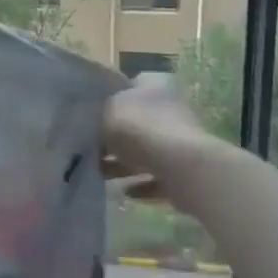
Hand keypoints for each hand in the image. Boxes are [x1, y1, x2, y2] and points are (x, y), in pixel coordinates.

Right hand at [102, 77, 232, 196]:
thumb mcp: (106, 113)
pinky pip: (158, 176)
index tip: (92, 115)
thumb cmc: (140, 129)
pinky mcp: (185, 169)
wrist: (180, 167)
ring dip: (126, 163)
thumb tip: (98, 126)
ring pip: (147, 151)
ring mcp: (181, 140)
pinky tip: (124, 191)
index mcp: (154, 86)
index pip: (130, 86)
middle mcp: (171, 108)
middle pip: (138, 121)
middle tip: (93, 149)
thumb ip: (100, 117)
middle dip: (116, 137)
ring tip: (101, 174)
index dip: (110, 99)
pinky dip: (142, 184)